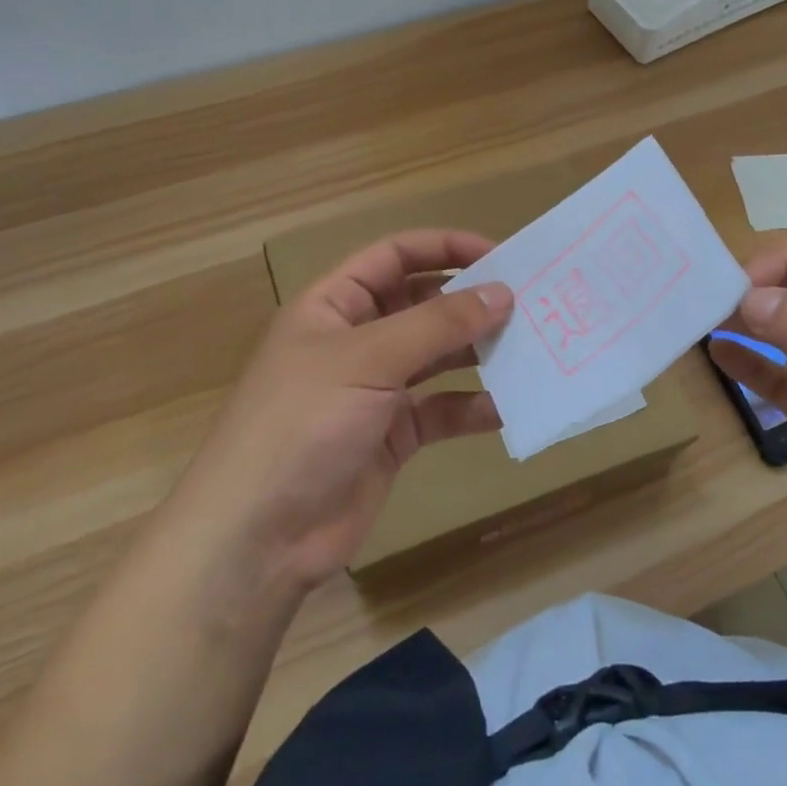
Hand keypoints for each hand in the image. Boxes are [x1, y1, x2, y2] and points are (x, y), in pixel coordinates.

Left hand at [173, 229, 513, 595]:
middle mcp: (355, 341)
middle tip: (526, 303)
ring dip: (476, 352)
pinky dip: (471, 407)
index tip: (500, 256)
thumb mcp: (368, 360)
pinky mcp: (391, 436)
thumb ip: (438, 324)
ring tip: (527, 348)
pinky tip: (505, 407)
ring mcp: (374, 390)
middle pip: (420, 304)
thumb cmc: (303, 424)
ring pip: (435, 357)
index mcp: (333, 306)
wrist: (259, 537)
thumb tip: (502, 292)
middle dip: (468, 301)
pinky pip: (440, 410)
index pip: (394, 256)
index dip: (444, 248)